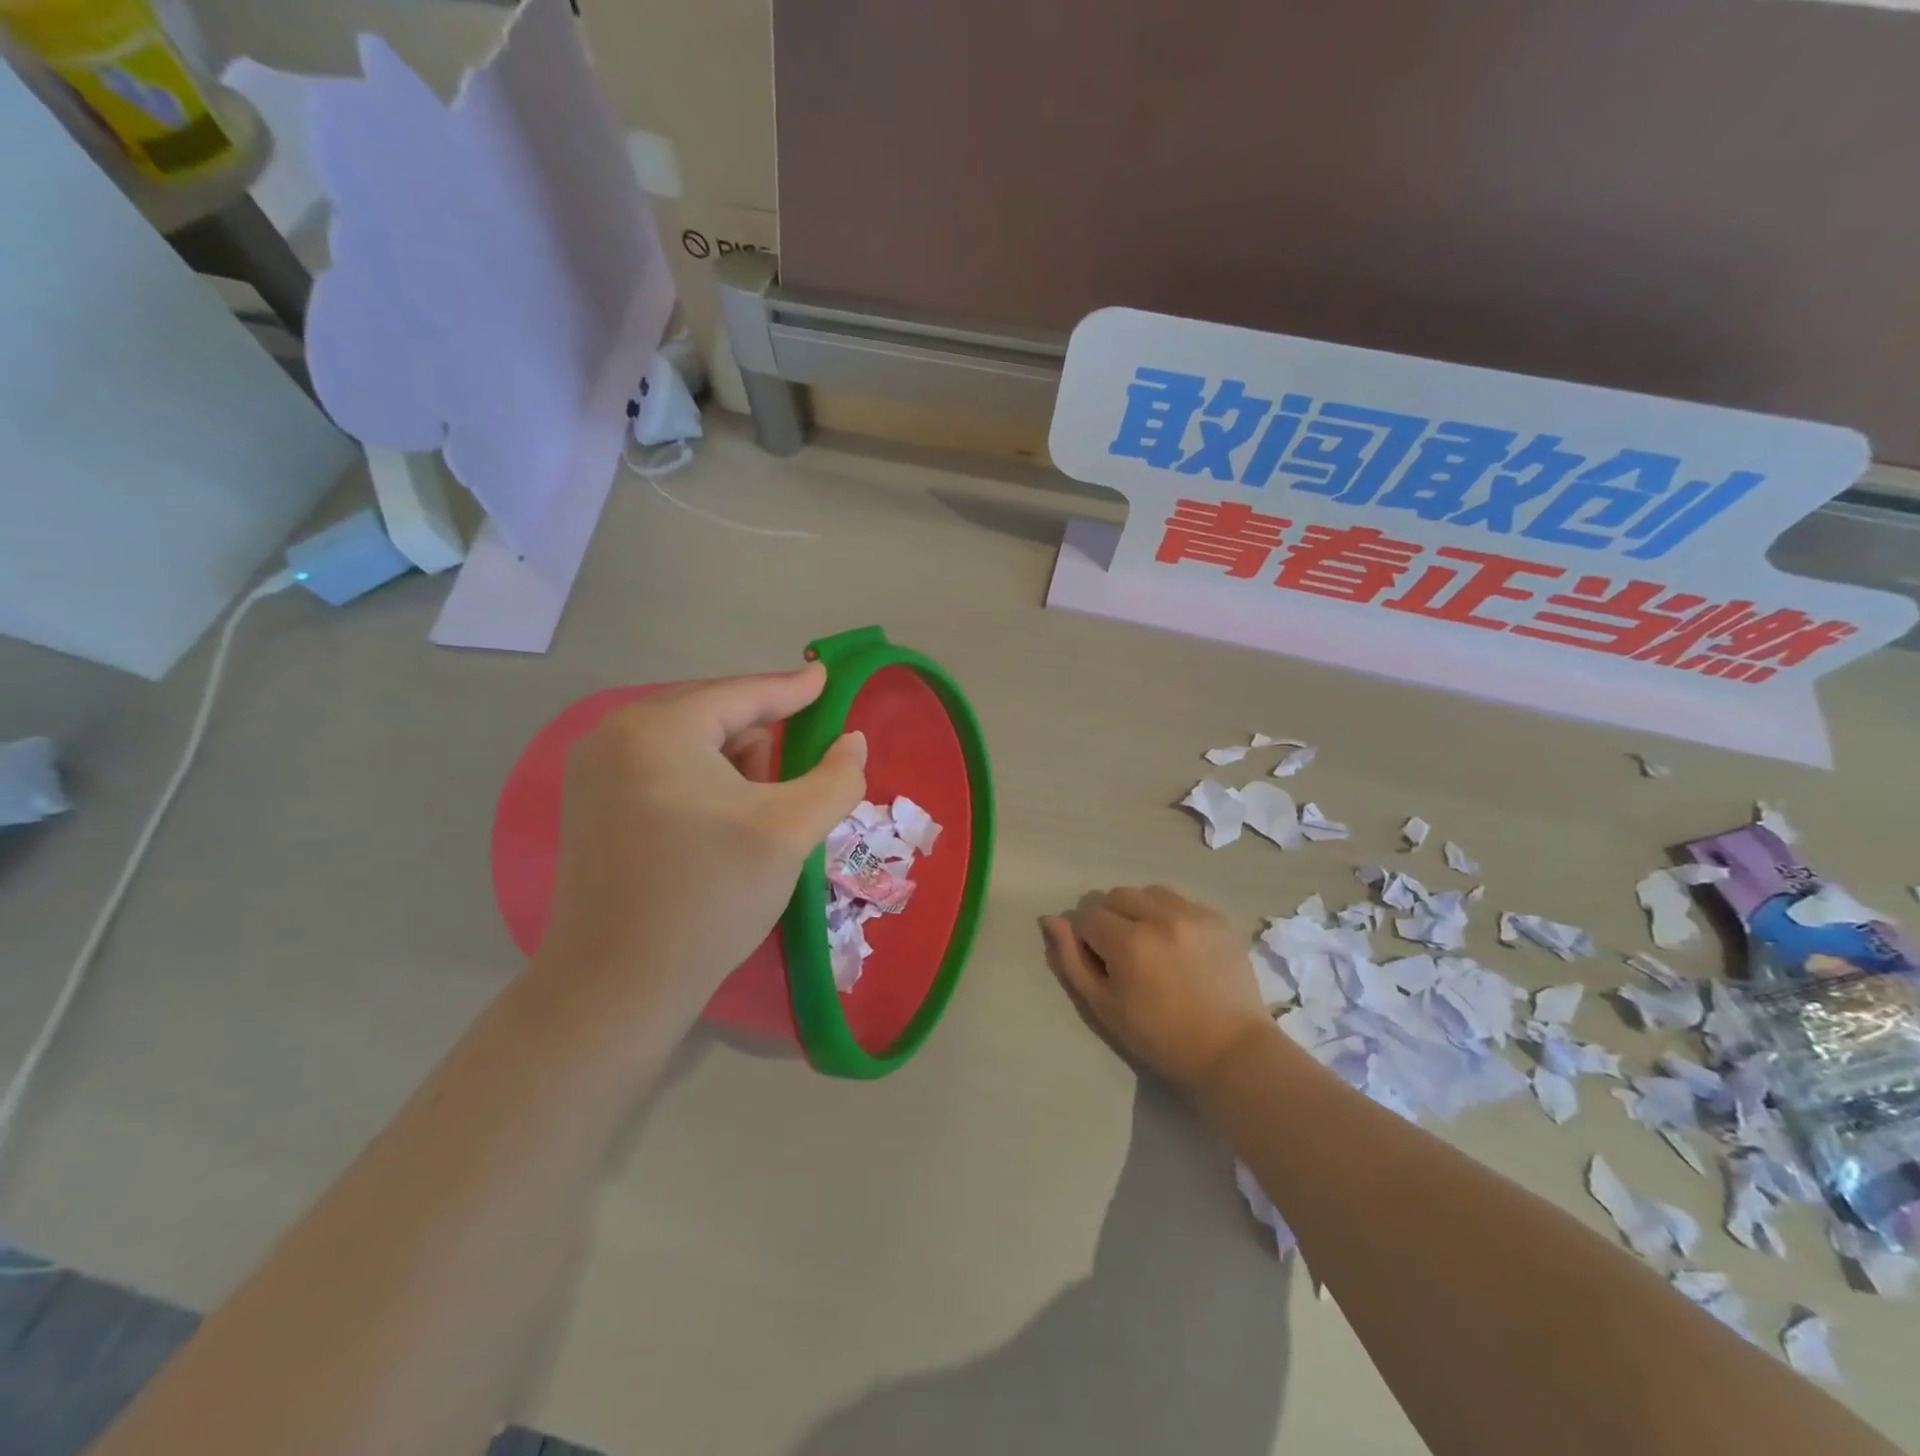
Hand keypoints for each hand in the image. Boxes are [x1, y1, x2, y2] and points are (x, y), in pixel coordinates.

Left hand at [536, 663, 865, 1027]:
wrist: (617, 987)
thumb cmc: (709, 896)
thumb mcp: (788, 831)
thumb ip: (835, 777)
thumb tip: (853, 741)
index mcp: (658, 728)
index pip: (742, 694)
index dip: (793, 688)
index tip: (827, 678)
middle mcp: (614, 735)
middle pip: (714, 715)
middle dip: (762, 742)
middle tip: (792, 784)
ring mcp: (594, 772)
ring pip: (689, 745)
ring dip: (733, 767)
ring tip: (754, 818)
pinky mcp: (590, 807)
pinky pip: (663, 770)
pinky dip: (702, 784)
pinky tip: (719, 828)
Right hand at [1042, 886, 1277, 1091]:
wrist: (1230, 1050)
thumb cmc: (1159, 1036)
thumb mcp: (1103, 1005)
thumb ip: (1072, 959)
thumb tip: (1051, 920)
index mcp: (1129, 942)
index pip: (1089, 917)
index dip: (1087, 939)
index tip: (1101, 963)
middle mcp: (1160, 917)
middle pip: (1117, 896)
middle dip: (1111, 919)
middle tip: (1124, 953)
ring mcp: (1193, 914)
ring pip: (1148, 893)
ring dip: (1140, 911)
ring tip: (1151, 944)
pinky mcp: (1217, 917)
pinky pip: (1180, 901)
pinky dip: (1170, 915)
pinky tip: (1178, 945)